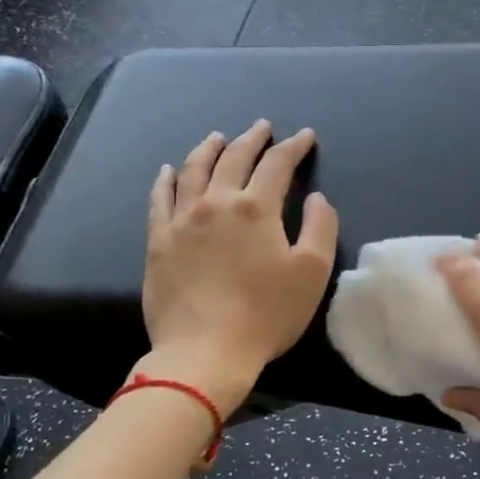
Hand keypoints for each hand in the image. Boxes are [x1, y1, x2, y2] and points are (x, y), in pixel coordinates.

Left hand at [141, 121, 337, 413]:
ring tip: (218, 138)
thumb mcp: (312, 273)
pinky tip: (169, 170)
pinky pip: (160, 198)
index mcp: (256, 209)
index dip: (294, 147)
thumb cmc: (266, 315)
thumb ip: (321, 227)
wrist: (205, 351)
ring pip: (193, 170)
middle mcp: (216, 203)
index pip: (277, 165)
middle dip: (252, 139)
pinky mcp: (158, 241)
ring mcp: (181, 220)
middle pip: (234, 158)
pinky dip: (167, 179)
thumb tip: (317, 197)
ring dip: (209, 149)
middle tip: (262, 127)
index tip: (305, 137)